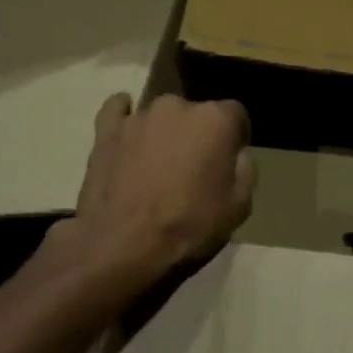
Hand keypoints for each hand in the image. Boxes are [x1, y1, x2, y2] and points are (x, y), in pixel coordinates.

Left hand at [60, 93, 255, 290]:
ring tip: (158, 166)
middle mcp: (178, 106)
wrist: (122, 245)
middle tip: (193, 169)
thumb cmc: (188, 226)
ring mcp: (139, 116)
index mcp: (215, 120)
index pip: (236, 115)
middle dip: (198, 135)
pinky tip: (127, 132)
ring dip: (165, 133)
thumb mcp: (238, 208)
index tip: (230, 162)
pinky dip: (124, 117)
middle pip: (196, 114)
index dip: (236, 138)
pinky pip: (117, 110)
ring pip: (161, 116)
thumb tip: (238, 155)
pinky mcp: (107, 130)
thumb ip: (245, 171)